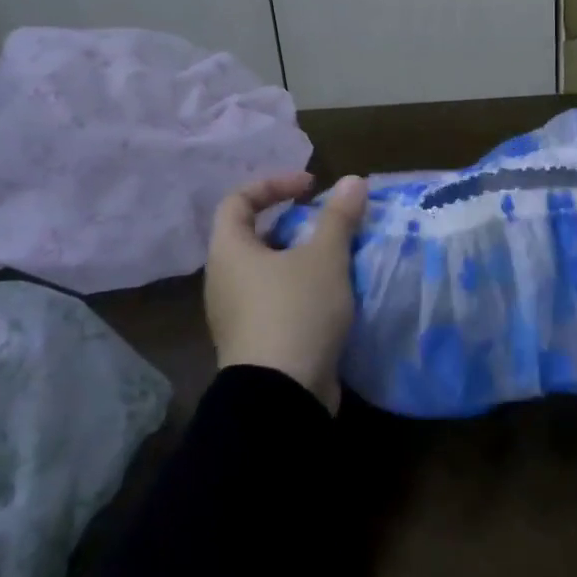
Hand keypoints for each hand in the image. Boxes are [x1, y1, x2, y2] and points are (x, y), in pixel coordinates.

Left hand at [205, 171, 369, 412]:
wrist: (282, 396)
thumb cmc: (296, 311)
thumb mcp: (324, 257)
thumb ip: (338, 216)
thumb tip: (352, 180)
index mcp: (229, 252)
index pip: (238, 200)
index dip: (273, 184)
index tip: (310, 187)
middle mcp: (224, 281)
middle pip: (256, 236)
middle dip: (295, 224)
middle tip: (330, 224)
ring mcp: (238, 315)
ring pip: (271, 272)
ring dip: (304, 259)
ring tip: (340, 257)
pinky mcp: (257, 342)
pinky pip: (279, 301)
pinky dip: (304, 290)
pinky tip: (337, 295)